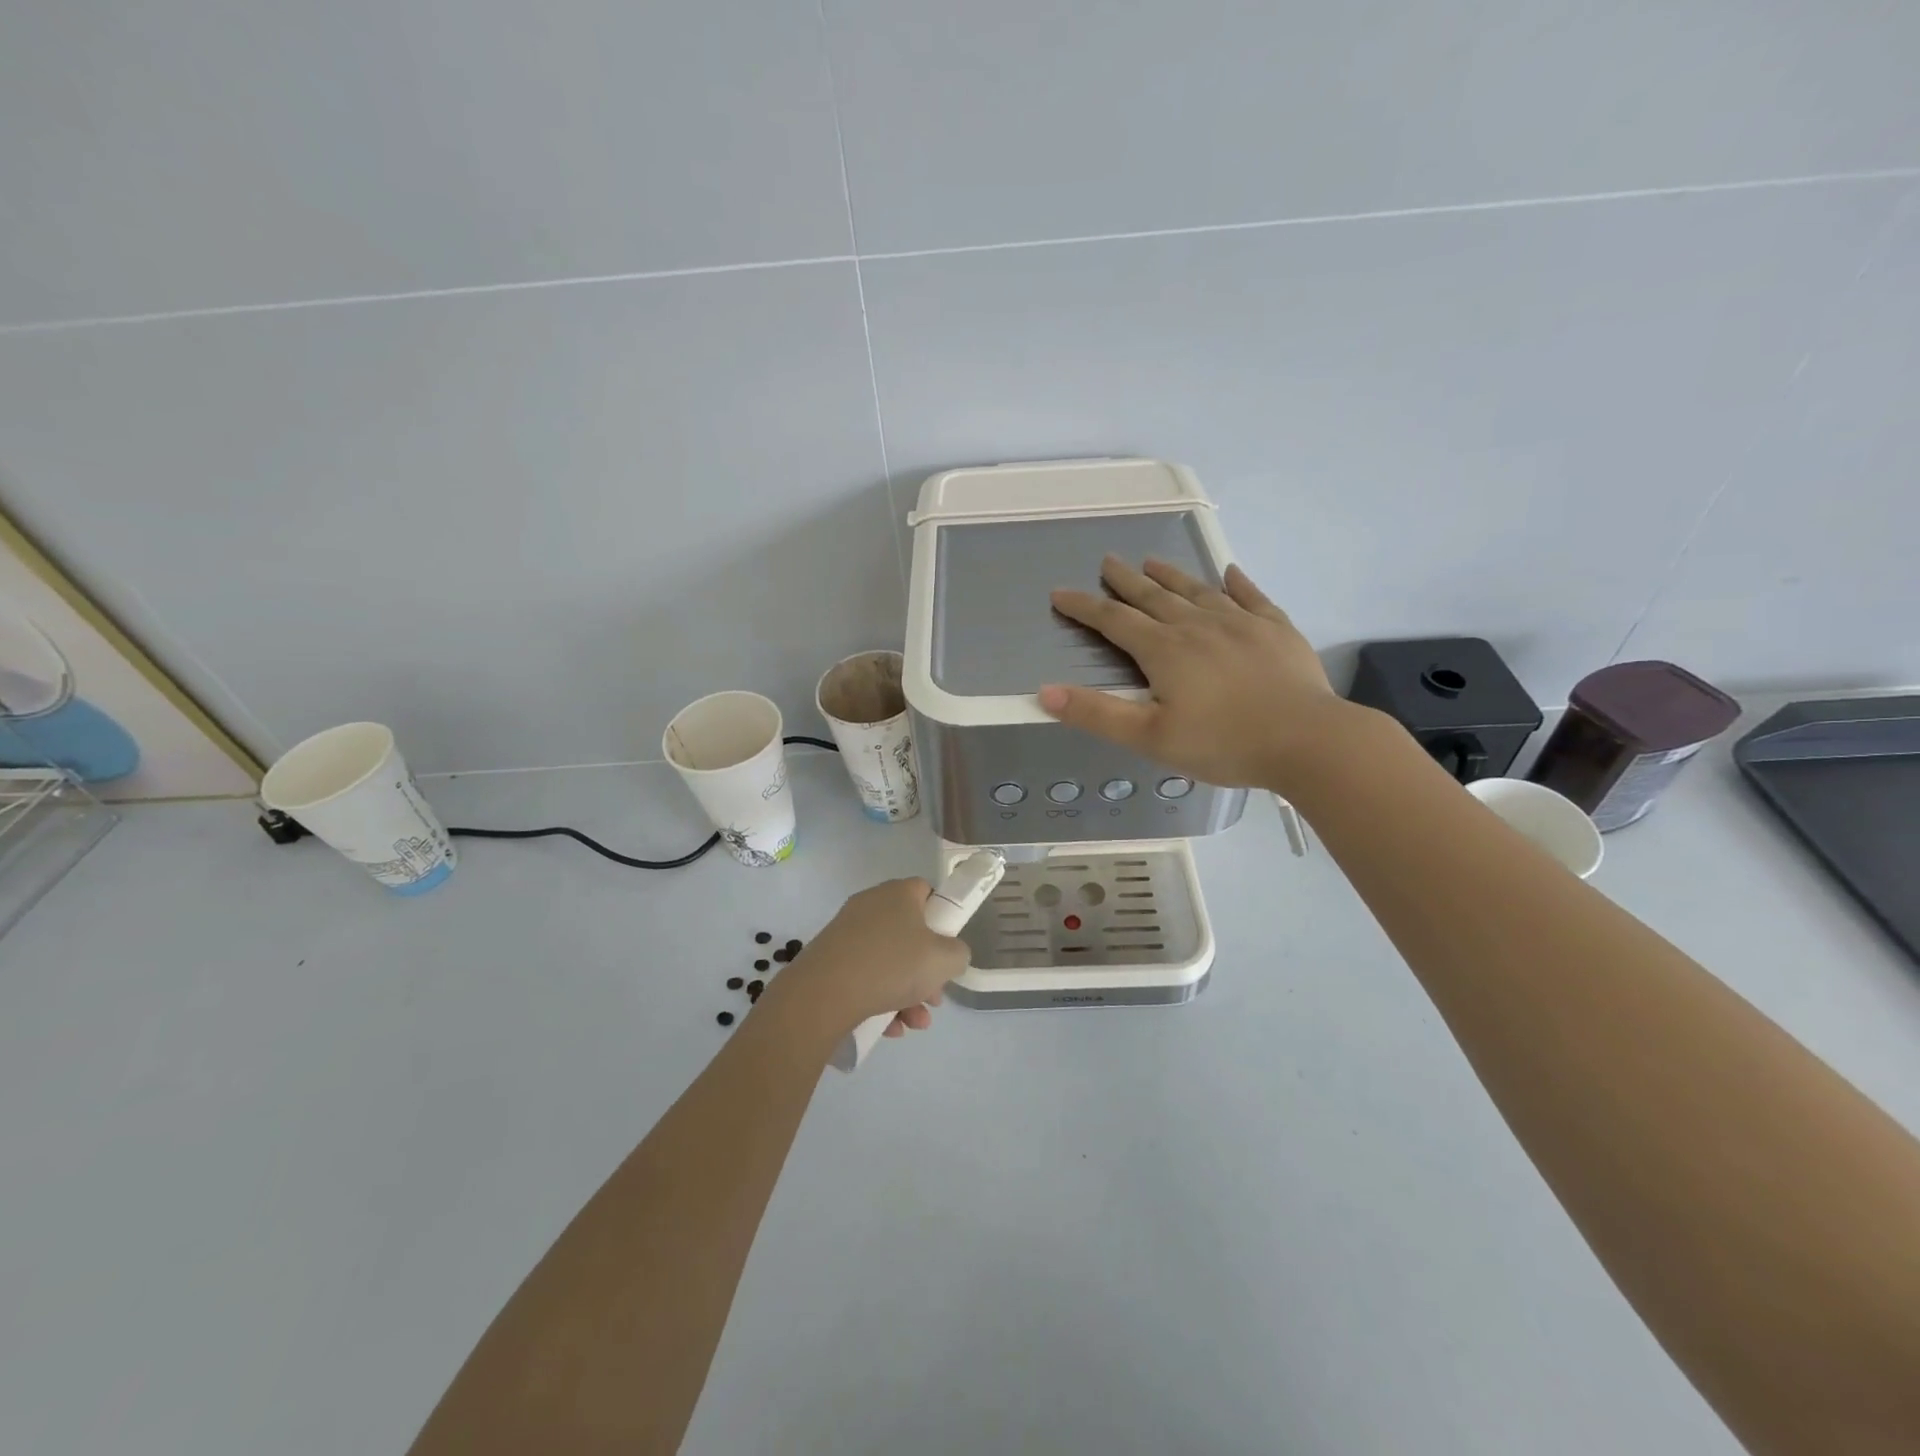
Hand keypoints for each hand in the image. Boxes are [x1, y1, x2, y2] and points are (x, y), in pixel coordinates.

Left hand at [783, 878, 970, 1038]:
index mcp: (898, 893)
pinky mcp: (829, 958)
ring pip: (888, 960)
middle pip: (909, 933)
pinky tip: (889, 1028)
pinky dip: (879, 999)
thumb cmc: (892, 965)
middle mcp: (871, 905)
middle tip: (934, 997)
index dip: (942, 917)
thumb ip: (958, 953)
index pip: (926, 892)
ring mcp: (846, 932)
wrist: (823, 993)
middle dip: (926, 969)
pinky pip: (864, 975)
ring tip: (915, 1022)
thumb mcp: (945, 960)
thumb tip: (948, 955)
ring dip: (907, 992)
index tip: (946, 947)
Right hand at [1040, 555, 1355, 792]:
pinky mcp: (1276, 630)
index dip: (1084, 607)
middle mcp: (1198, 626)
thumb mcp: (1149, 738)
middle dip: (1125, 581)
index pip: (1113, 621)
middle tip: (1108, 561)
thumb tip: (1045, 691)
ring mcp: (1241, 623)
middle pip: (1153, 597)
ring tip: (1152, 561)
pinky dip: (1238, 584)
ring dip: (1172, 576)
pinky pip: (1252, 597)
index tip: (1060, 593)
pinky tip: (1231, 573)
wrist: (1308, 740)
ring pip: (1197, 591)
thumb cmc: (1223, 743)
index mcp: (1164, 650)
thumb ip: (1096, 714)